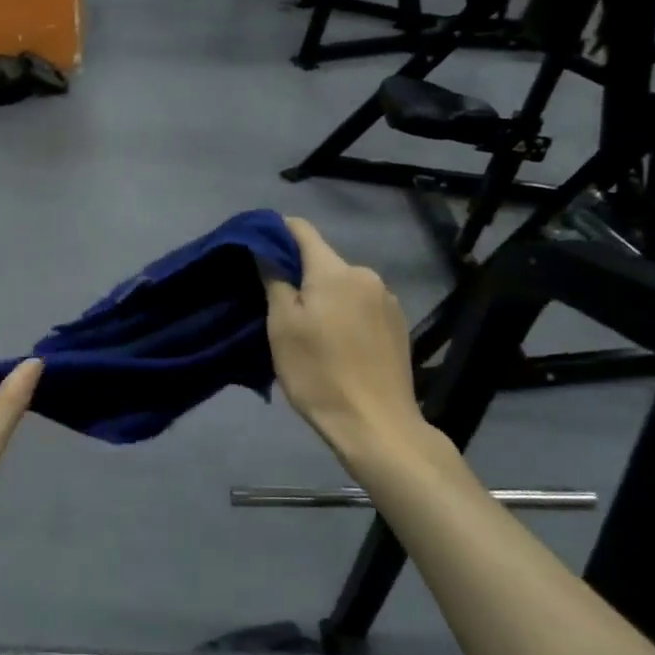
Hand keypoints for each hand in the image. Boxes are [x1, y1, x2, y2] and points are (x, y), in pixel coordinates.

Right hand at [264, 218, 427, 458]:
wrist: (376, 425)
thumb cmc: (319, 372)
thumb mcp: (282, 327)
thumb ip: (274, 280)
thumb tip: (266, 249)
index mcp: (335, 270)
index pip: (302, 230)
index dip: (276, 232)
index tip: (256, 248)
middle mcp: (366, 275)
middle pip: (323, 261)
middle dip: (299, 275)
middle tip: (277, 305)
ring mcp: (387, 300)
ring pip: (343, 286)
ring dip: (323, 297)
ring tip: (308, 330)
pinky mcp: (399, 325)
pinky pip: (361, 306)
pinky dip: (343, 314)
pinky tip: (337, 344)